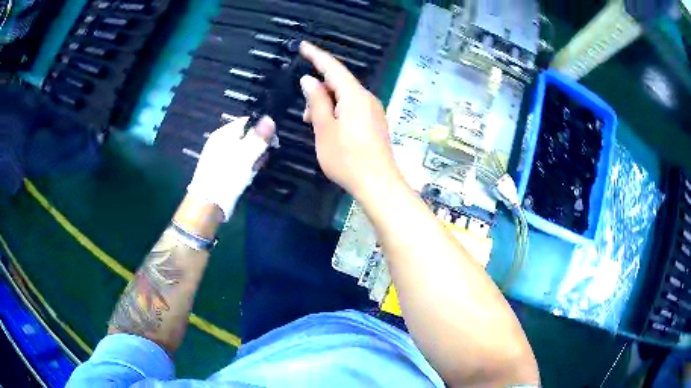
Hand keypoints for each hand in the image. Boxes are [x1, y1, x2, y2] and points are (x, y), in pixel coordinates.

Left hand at [187, 116, 274, 220]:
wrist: (207, 204)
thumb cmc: (227, 177)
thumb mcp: (247, 155)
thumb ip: (259, 137)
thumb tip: (269, 118)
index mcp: (224, 134)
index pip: (248, 122)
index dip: (262, 130)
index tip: (272, 143)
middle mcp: (219, 142)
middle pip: (246, 138)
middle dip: (256, 149)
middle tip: (259, 162)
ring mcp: (217, 156)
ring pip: (242, 153)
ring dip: (251, 162)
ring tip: (251, 173)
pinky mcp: (218, 170)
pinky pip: (235, 164)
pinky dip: (242, 170)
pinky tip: (243, 180)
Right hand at [299, 41, 402, 200]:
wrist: (378, 184)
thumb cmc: (347, 158)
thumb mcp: (324, 129)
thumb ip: (316, 101)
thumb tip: (309, 80)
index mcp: (354, 95)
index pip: (332, 67)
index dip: (316, 56)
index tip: (303, 46)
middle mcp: (367, 98)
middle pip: (339, 83)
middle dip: (319, 90)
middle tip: (305, 113)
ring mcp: (374, 111)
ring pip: (345, 97)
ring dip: (326, 104)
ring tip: (314, 125)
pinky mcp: (375, 123)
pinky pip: (353, 108)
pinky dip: (337, 112)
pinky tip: (329, 128)